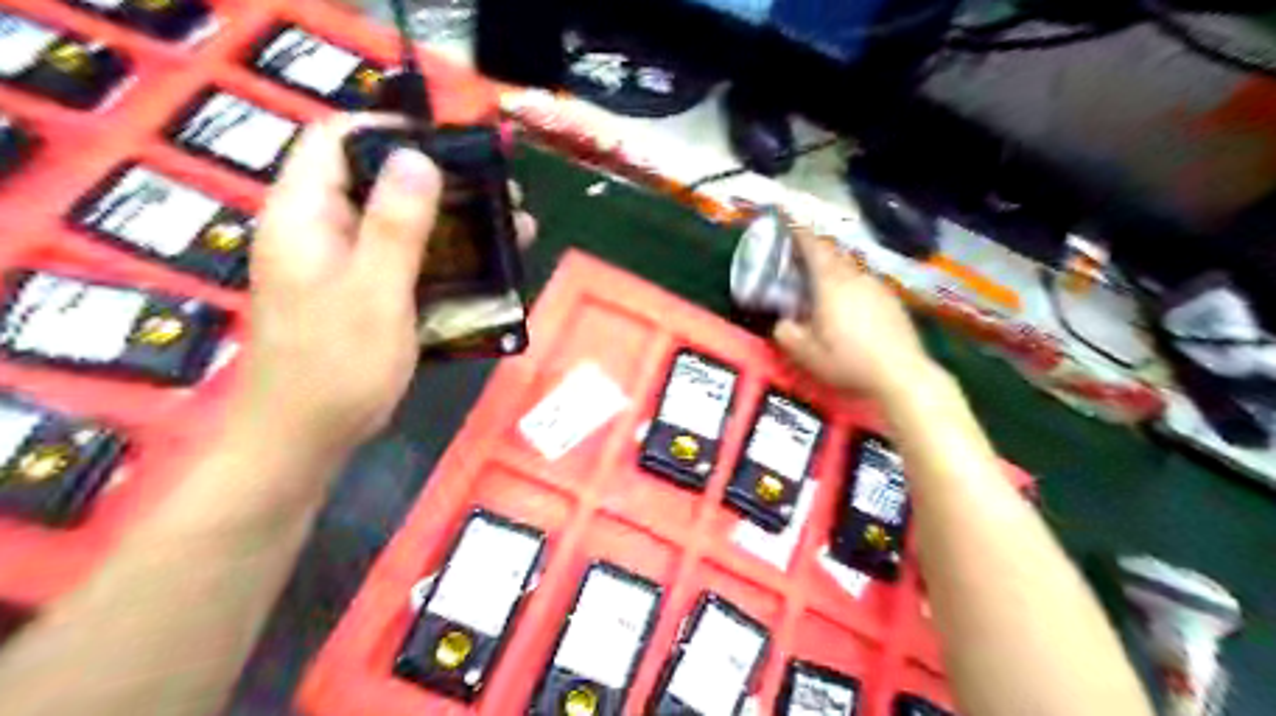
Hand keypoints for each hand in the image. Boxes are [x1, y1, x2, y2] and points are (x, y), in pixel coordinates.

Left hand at [232, 114, 535, 455]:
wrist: (305, 440)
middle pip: (376, 179)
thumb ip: (394, 225)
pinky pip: (404, 259)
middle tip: (499, 194)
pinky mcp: (361, 293)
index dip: (391, 132)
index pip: (337, 140)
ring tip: (510, 229)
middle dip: (441, 182)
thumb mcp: (373, 293)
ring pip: (398, 223)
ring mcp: (341, 264)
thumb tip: (418, 157)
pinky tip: (484, 268)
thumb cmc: (335, 367)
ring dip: (452, 222)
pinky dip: (443, 257)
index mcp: (304, 216)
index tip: (452, 147)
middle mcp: (320, 230)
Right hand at [773, 223, 933, 402]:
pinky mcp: (892, 301)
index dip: (798, 231)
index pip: (813, 248)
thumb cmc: (849, 361)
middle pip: (832, 254)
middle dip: (815, 251)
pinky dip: (851, 287)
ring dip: (834, 271)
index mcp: (830, 284)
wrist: (902, 374)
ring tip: (823, 286)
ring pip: (850, 269)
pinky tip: (850, 308)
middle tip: (800, 257)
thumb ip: (787, 334)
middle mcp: (855, 277)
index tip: (787, 218)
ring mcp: (877, 287)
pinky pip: (865, 284)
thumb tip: (782, 323)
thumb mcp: (807, 355)